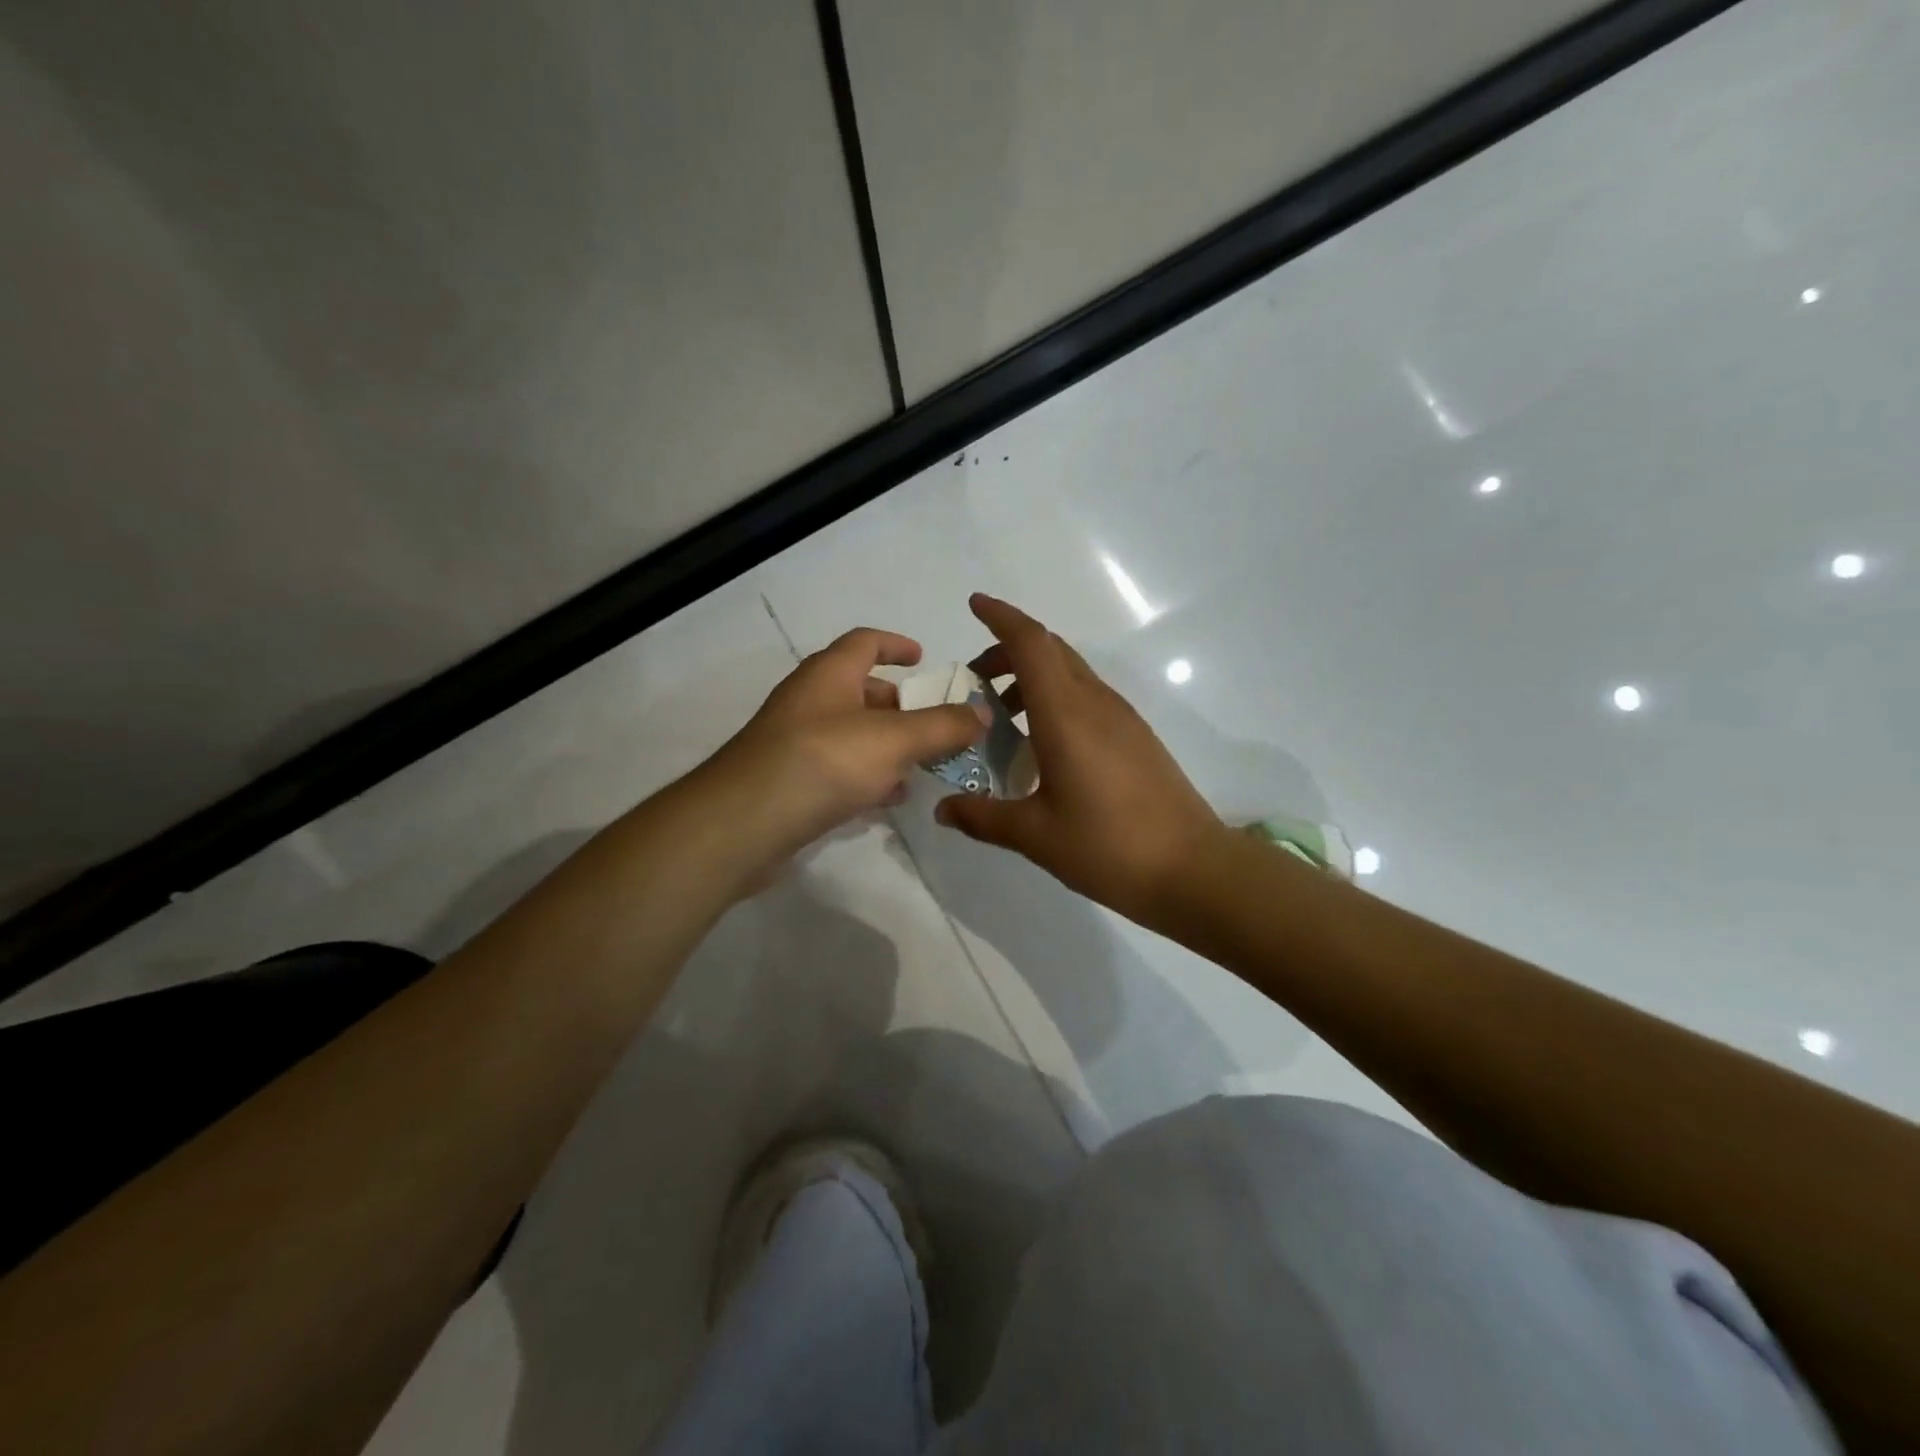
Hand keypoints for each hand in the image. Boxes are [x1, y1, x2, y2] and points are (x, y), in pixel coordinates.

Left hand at [710, 627, 988, 870]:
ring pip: (851, 734)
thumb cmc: (822, 762)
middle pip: (860, 690)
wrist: (744, 823)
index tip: (924, 658)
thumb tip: (981, 713)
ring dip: (887, 745)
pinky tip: (888, 799)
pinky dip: (867, 776)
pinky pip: (838, 769)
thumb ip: (941, 726)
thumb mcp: (893, 740)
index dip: (896, 644)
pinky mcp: (790, 782)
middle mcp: (809, 701)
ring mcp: (795, 743)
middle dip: (900, 705)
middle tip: (935, 725)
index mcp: (829, 675)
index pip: (864, 642)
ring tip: (923, 765)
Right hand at [934, 594, 1224, 926]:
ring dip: (1032, 676)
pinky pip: (1087, 696)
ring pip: (1071, 672)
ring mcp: (1121, 717)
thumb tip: (943, 809)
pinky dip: (1055, 698)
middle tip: (974, 680)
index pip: (1031, 643)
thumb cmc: (1109, 847)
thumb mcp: (1035, 836)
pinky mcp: (1136, 736)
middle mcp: (1095, 702)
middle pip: (1050, 650)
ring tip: (1002, 716)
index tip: (974, 605)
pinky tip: (1042, 744)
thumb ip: (983, 816)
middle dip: (1008, 650)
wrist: (1193, 869)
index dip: (1001, 617)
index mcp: (1066, 714)